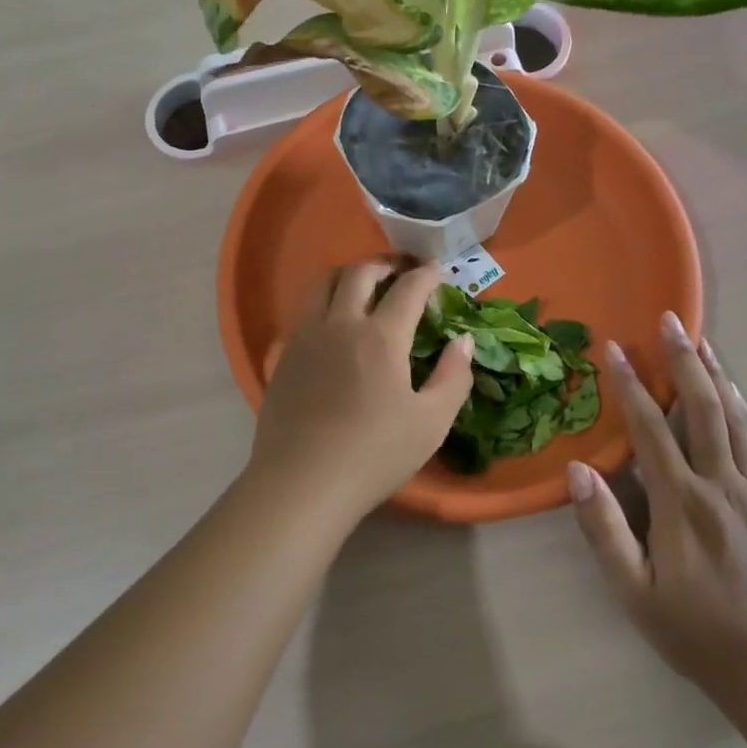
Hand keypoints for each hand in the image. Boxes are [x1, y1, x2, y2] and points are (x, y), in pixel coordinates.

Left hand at [250, 259, 472, 520]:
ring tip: (364, 287)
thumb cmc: (374, 454)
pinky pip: (304, 311)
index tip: (435, 269)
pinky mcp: (284, 354)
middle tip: (400, 273)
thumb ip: (454, 377)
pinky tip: (332, 325)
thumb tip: (462, 341)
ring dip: (348, 275)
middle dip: (384, 265)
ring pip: (323, 283)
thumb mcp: (431, 423)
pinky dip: (324, 302)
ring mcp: (306, 336)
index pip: (407, 289)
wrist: (302, 482)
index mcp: (381, 336)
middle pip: (359, 273)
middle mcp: (340, 324)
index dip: (425, 275)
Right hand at [567, 314, 746, 698]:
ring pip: (735, 419)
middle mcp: (721, 485)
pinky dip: (745, 412)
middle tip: (671, 319)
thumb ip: (603, 529)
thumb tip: (577, 471)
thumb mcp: (634, 592)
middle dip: (683, 360)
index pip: (649, 429)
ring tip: (702, 341)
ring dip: (716, 376)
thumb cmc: (697, 632)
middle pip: (701, 408)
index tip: (617, 349)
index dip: (631, 385)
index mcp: (680, 503)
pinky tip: (736, 394)